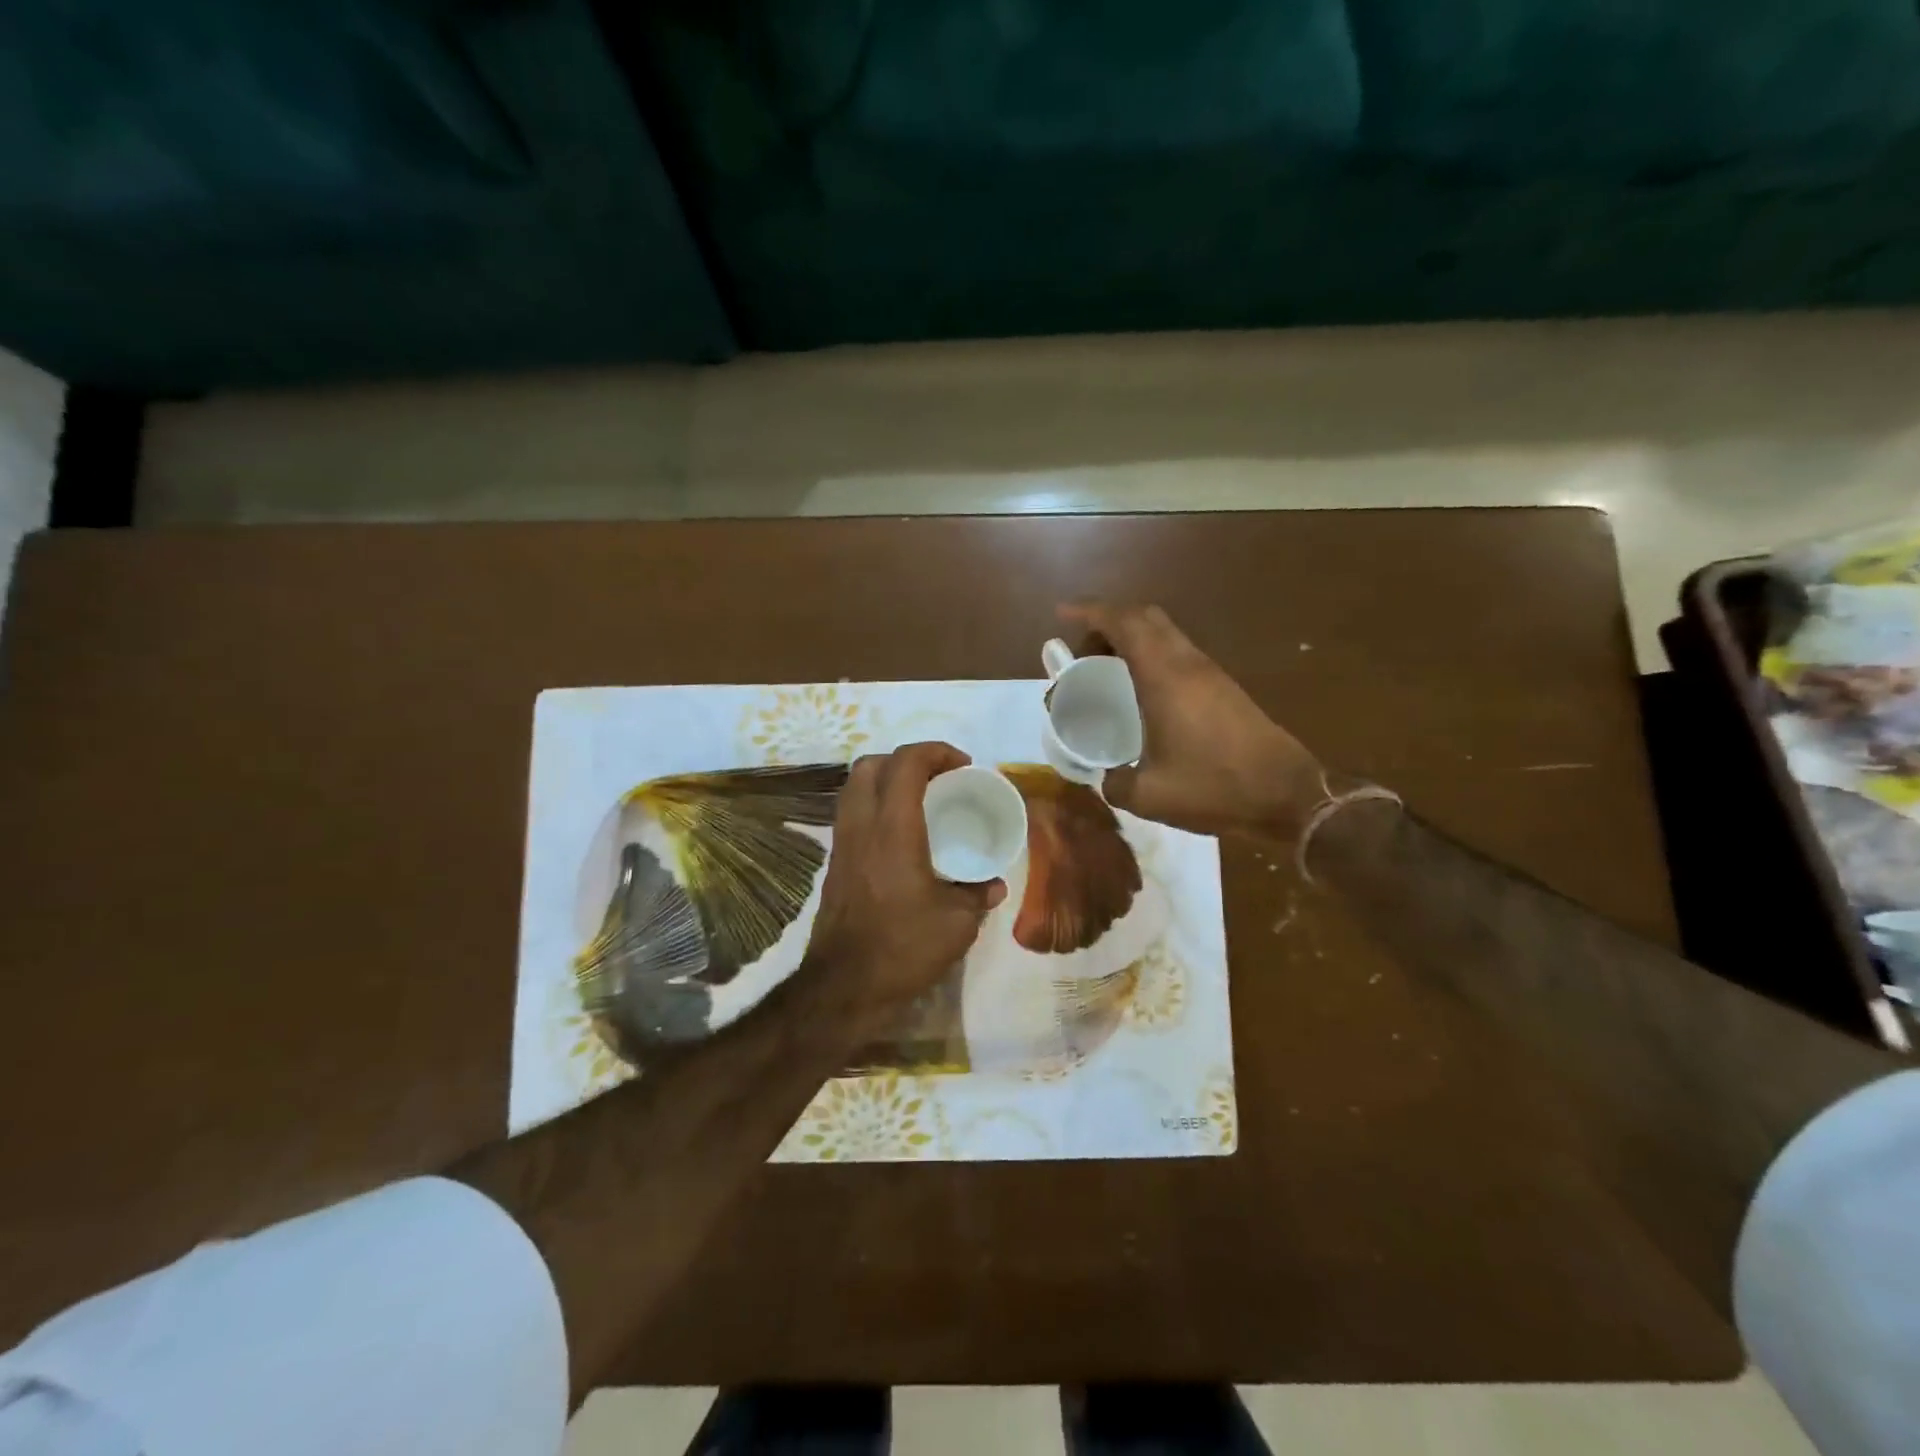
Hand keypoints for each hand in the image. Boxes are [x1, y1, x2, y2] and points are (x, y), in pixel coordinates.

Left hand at [804, 742, 1006, 1033]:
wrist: (844, 987)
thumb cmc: (904, 948)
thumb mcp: (957, 924)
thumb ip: (978, 895)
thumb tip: (994, 884)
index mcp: (893, 829)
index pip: (906, 763)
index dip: (936, 751)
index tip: (963, 766)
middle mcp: (861, 826)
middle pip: (870, 764)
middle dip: (906, 759)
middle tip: (937, 777)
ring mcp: (841, 844)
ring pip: (853, 787)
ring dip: (885, 779)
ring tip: (918, 799)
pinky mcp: (834, 864)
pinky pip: (850, 814)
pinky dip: (873, 806)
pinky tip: (899, 834)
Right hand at [1059, 602, 1324, 840]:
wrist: (1287, 795)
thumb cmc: (1215, 788)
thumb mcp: (1150, 796)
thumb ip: (1116, 783)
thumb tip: (1108, 778)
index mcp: (1165, 677)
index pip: (1124, 623)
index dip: (1090, 611)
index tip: (1062, 614)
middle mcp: (1188, 664)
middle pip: (1145, 617)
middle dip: (1109, 622)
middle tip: (1084, 652)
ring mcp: (1210, 674)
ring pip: (1165, 633)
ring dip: (1133, 639)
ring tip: (1107, 670)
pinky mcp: (1224, 688)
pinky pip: (1179, 653)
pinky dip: (1152, 656)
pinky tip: (1143, 691)